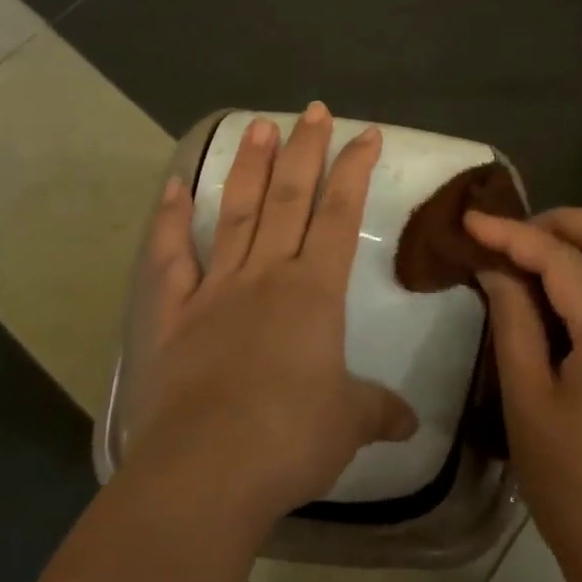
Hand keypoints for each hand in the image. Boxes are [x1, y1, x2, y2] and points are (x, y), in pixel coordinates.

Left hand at [122, 103, 417, 532]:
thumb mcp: (348, 424)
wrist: (207, 471)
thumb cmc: (289, 439)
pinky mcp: (174, 314)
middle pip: (289, 196)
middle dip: (305, 149)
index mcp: (314, 291)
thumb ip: (379, 411)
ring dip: (249, 166)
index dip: (355, 169)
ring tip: (258, 124)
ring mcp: (216, 289)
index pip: (340, 213)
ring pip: (236, 212)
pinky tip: (173, 187)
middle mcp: (266, 274)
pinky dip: (169, 220)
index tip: (366, 132)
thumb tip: (412, 423)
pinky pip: (171, 257)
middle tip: (313, 109)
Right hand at [467, 208, 581, 581]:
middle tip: (510, 235)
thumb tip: (496, 267)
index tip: (470, 219)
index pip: (560, 258)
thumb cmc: (573, 484)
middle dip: (559, 222)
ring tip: (541, 253)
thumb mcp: (527, 400)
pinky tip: (578, 284)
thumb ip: (513, 320)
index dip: (512, 233)